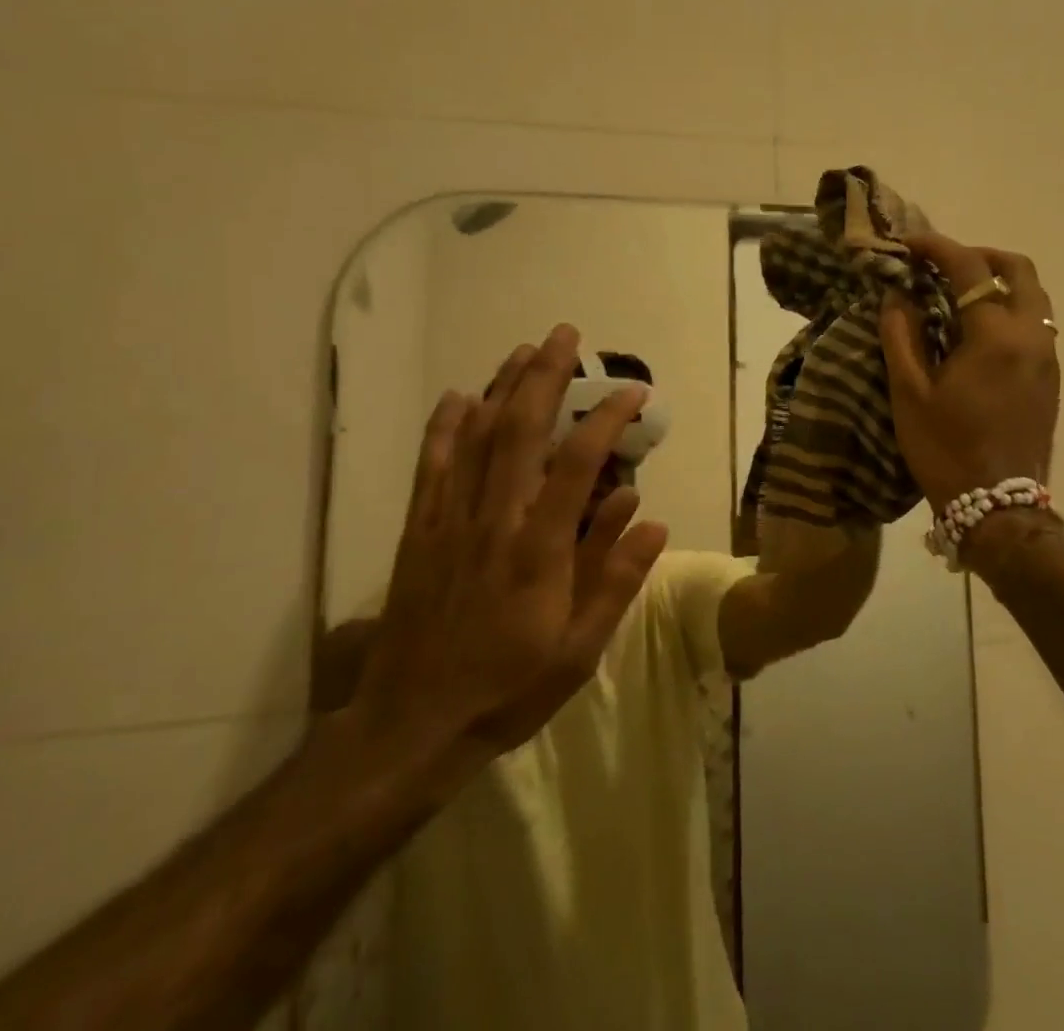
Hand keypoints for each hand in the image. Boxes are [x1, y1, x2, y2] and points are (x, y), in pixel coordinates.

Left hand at [344, 324, 668, 785]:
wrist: (412, 727)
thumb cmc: (508, 688)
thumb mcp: (580, 649)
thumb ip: (616, 579)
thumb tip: (651, 516)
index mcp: (539, 549)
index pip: (578, 463)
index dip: (607, 418)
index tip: (632, 391)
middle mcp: (494, 520)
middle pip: (519, 430)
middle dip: (545, 375)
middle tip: (566, 336)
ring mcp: (450, 521)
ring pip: (475, 437)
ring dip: (501, 386)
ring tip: (524, 350)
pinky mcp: (420, 531)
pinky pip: (432, 466)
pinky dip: (444, 426)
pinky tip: (457, 397)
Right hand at [880, 233, 1059, 510]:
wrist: (998, 508)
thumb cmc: (946, 450)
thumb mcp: (910, 393)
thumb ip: (901, 335)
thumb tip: (896, 295)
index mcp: (995, 336)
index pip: (969, 268)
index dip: (937, 247)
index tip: (909, 244)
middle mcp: (1031, 336)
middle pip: (1018, 269)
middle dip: (980, 256)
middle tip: (943, 265)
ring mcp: (1048, 357)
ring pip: (1033, 296)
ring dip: (998, 282)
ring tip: (959, 295)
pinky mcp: (1051, 378)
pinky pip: (1036, 323)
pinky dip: (1009, 308)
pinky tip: (978, 331)